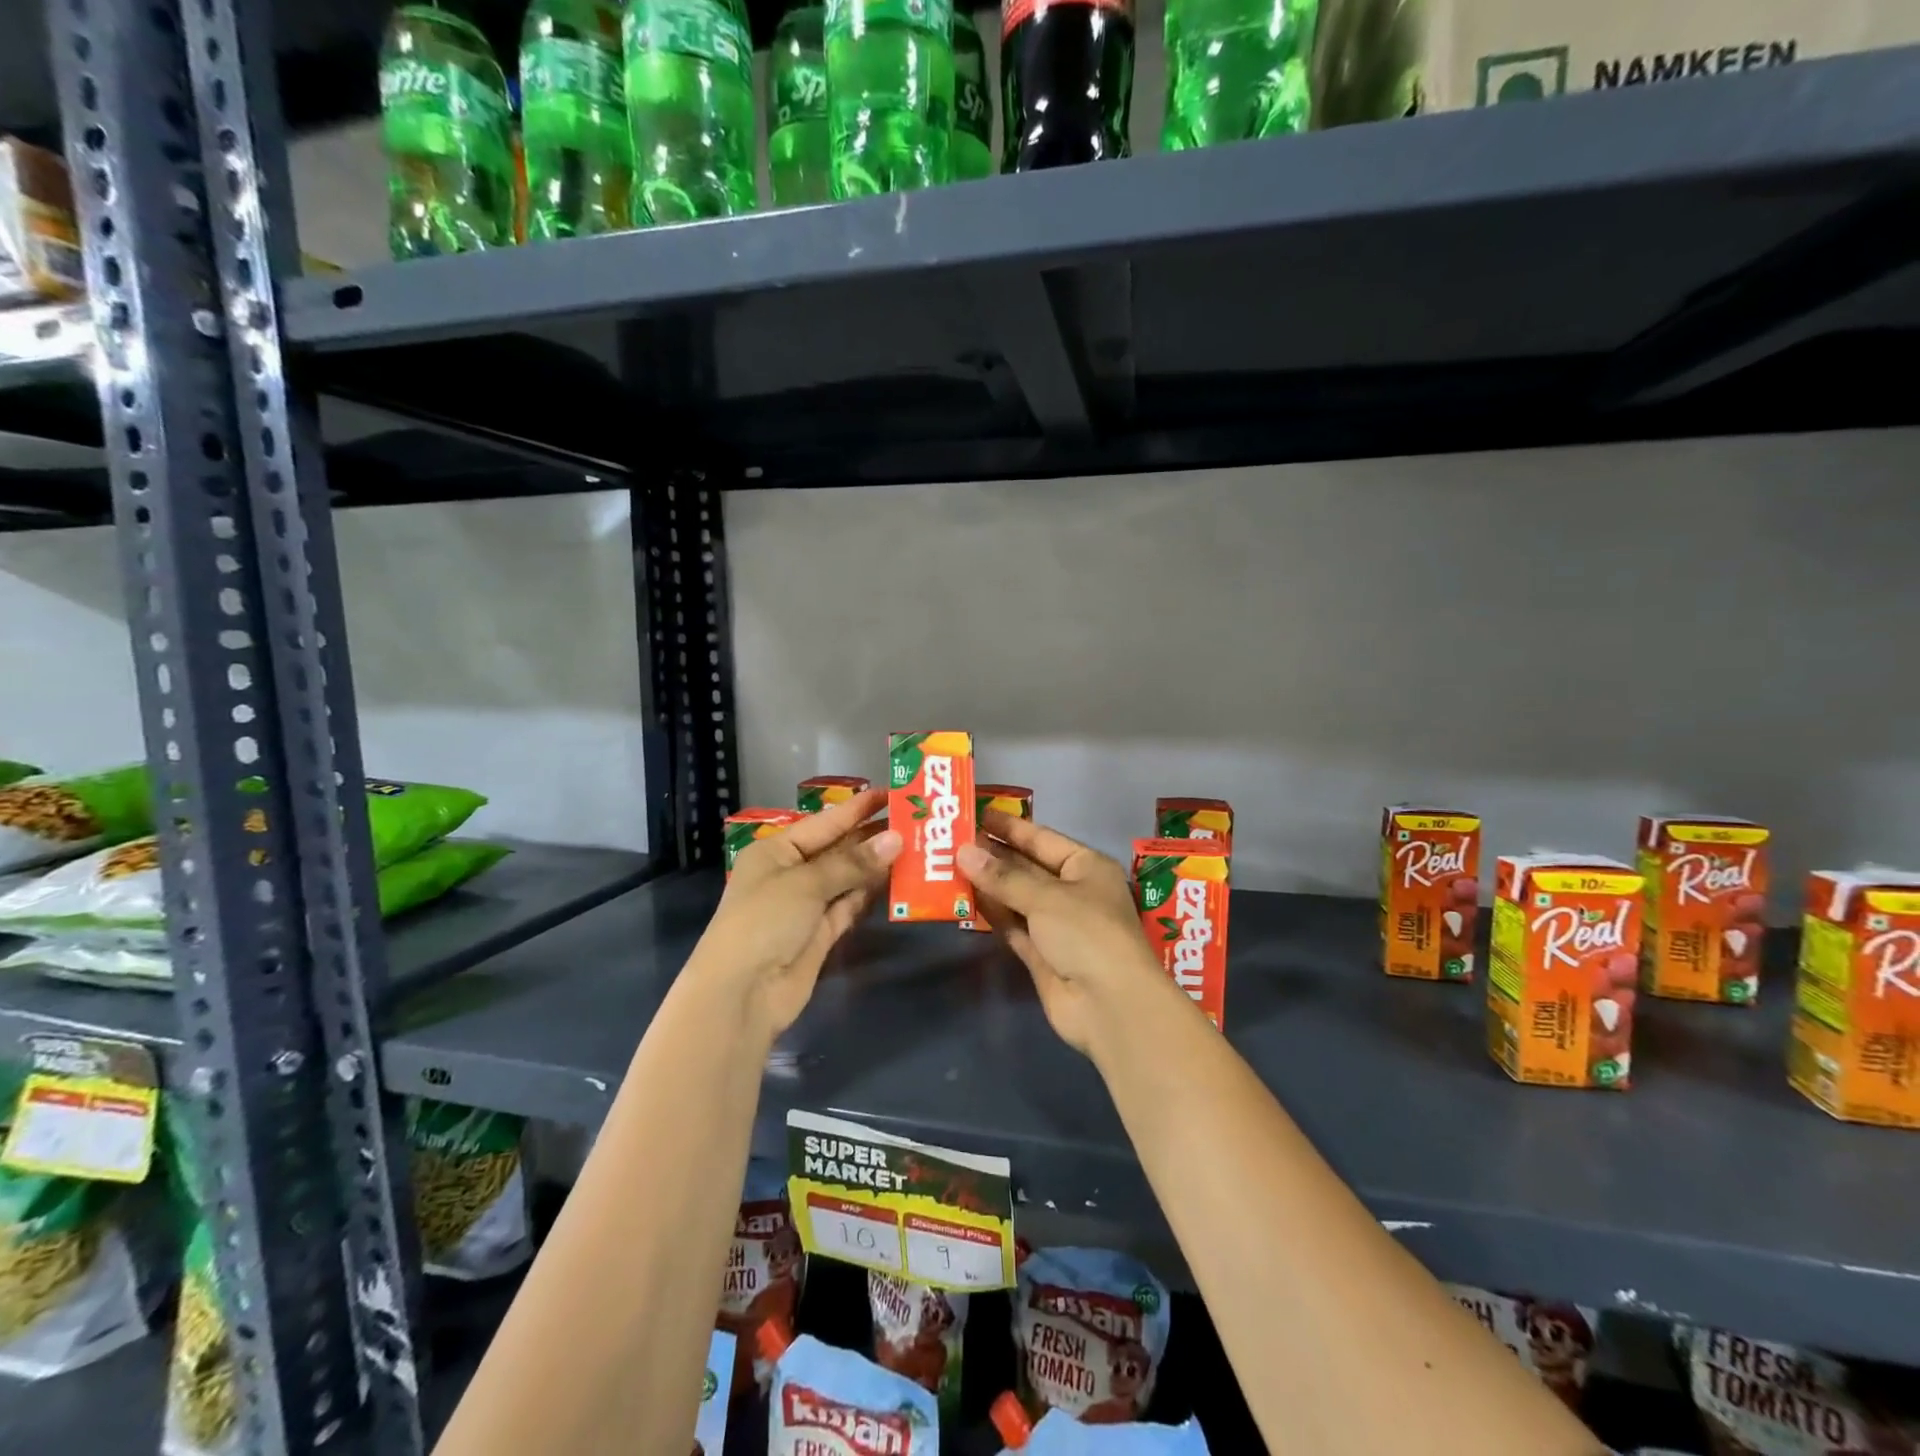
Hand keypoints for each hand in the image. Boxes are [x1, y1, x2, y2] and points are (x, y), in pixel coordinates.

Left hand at [688, 789, 900, 1040]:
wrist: (742, 994)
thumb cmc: (764, 921)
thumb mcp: (806, 883)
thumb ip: (853, 863)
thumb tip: (897, 839)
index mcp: (776, 850)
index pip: (825, 822)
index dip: (858, 808)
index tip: (893, 793)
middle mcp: (791, 873)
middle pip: (838, 849)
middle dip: (872, 836)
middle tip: (915, 820)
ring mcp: (807, 905)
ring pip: (848, 878)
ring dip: (876, 865)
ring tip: (916, 845)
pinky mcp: (821, 934)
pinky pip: (850, 905)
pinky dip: (870, 894)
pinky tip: (897, 880)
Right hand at [957, 813, 1179, 1056]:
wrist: (1110, 1005)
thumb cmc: (1088, 933)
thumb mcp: (1046, 897)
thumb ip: (1003, 876)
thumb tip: (963, 851)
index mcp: (1087, 867)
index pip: (1042, 839)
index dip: (1010, 827)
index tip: (977, 813)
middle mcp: (1073, 892)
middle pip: (1027, 867)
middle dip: (994, 855)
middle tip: (952, 839)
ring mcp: (1057, 926)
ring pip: (1017, 898)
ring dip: (988, 884)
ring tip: (948, 865)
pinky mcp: (1042, 955)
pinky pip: (1012, 926)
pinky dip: (992, 914)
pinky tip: (964, 899)